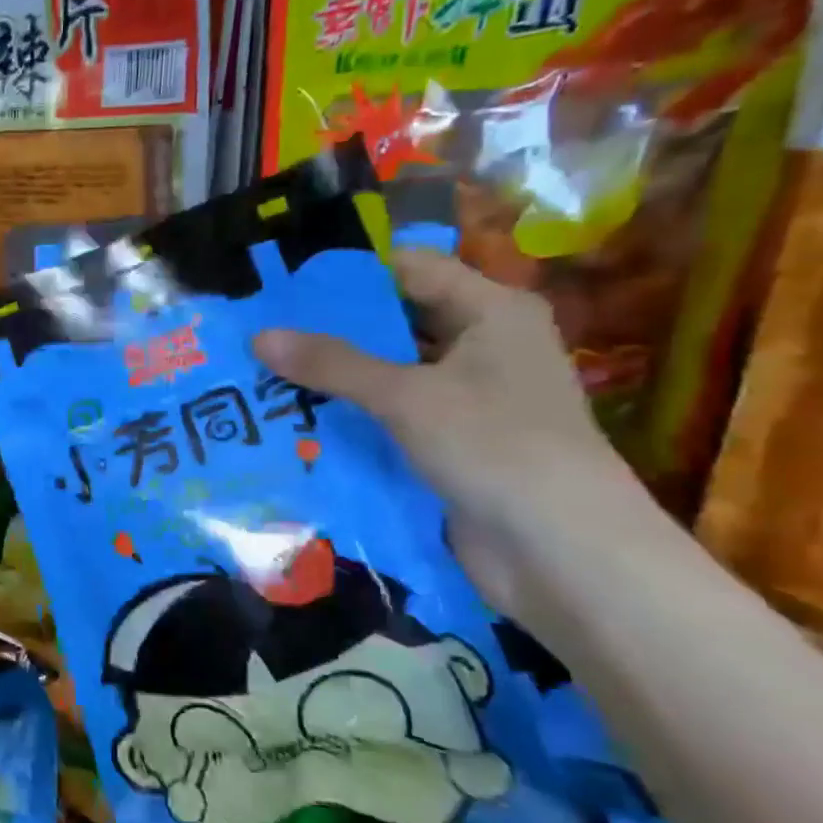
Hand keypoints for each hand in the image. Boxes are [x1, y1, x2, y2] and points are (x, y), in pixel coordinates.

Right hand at [252, 248, 656, 620]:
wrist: (562, 553)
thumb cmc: (496, 447)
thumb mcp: (407, 396)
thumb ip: (332, 364)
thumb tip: (259, 336)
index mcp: (491, 312)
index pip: (410, 269)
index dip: (348, 274)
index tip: (282, 287)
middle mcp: (482, 346)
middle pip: (395, 322)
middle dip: (331, 330)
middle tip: (261, 333)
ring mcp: (467, 398)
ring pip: (388, 373)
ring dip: (335, 377)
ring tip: (264, 374)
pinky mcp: (450, 443)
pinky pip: (391, 416)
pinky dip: (351, 416)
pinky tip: (297, 419)